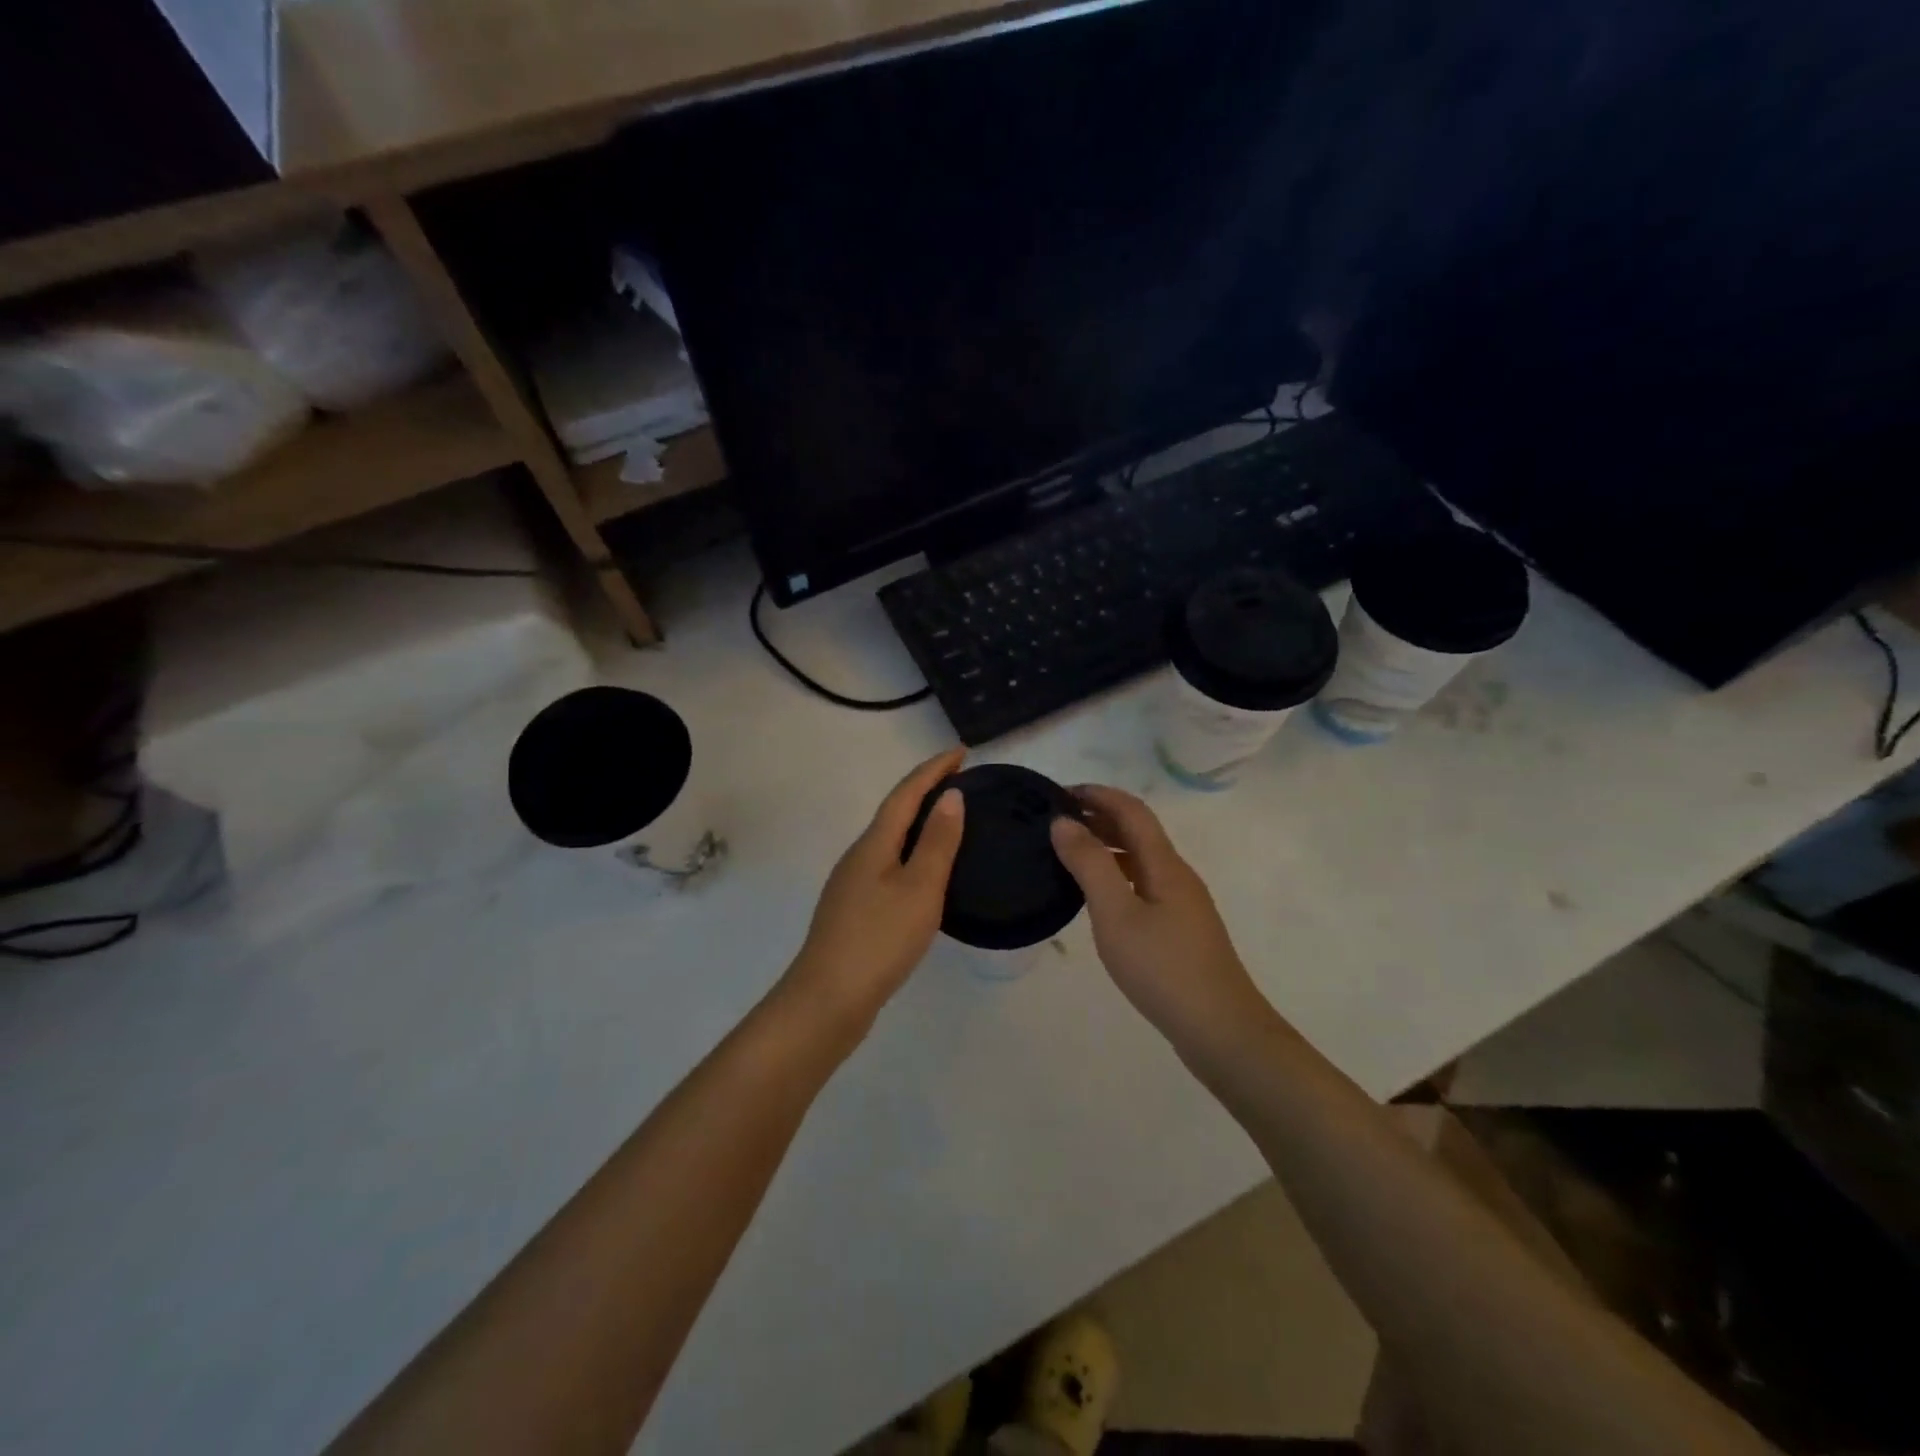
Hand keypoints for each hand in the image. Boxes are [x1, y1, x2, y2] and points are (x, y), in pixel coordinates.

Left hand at [781, 749, 967, 1034]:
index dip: (934, 769)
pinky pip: (887, 864)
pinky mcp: (853, 910)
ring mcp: (851, 884)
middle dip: (926, 790)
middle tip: (962, 782)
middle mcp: (858, 855)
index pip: (906, 792)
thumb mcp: (919, 889)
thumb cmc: (879, 940)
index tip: (962, 752)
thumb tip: (951, 796)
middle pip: (894, 811)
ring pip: (889, 839)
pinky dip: (910, 852)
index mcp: (874, 844)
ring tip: (949, 822)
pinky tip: (924, 873)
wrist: (827, 999)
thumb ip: (937, 842)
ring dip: (918, 822)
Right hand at [1050, 785, 1271, 1049]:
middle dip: (1099, 817)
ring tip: (1068, 853)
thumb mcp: (1116, 915)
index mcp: (1165, 864)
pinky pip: (1142, 884)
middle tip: (1055, 822)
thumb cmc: (1163, 969)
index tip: (1058, 793)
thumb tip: (1063, 822)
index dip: (1097, 794)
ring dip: (1106, 846)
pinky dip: (1115, 875)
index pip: (1131, 810)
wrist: (1220, 1030)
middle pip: (1138, 831)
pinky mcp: (1180, 929)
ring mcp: (1182, 904)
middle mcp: (1177, 875)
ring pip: (1140, 859)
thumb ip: (1089, 865)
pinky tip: (1096, 896)